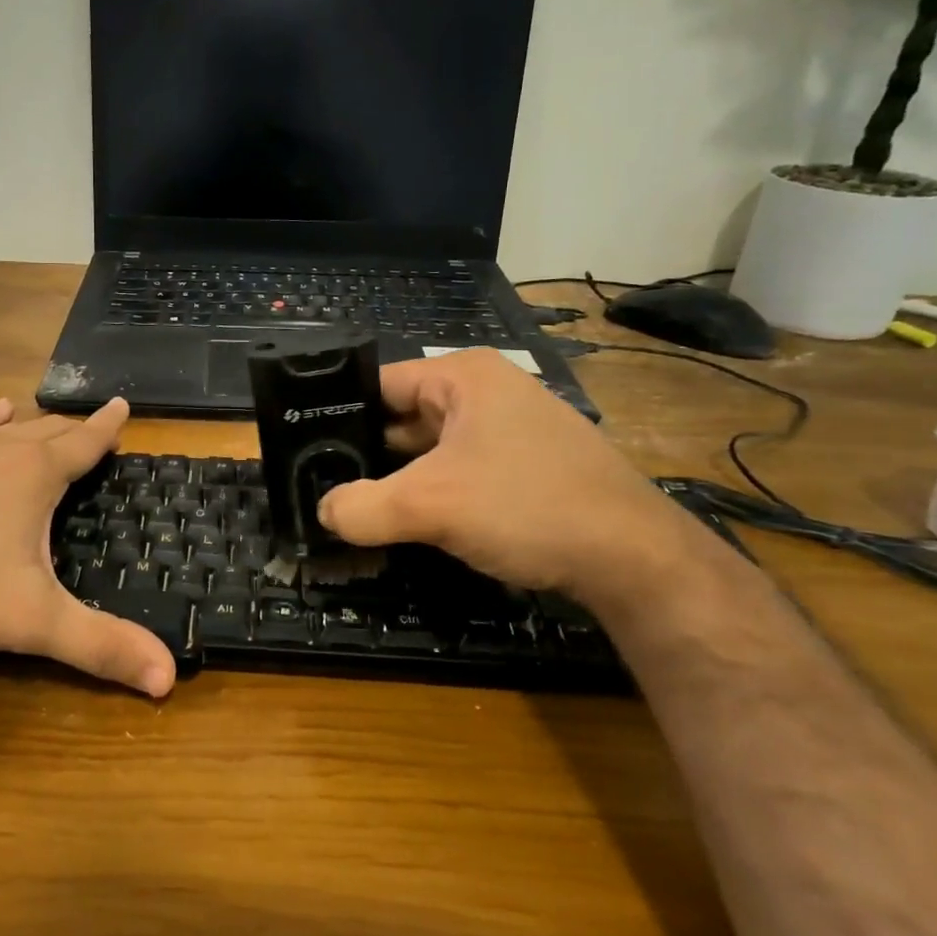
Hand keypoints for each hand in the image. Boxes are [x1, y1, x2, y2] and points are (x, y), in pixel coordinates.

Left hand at [0, 398, 175, 696]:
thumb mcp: (34, 622)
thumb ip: (101, 646)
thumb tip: (168, 681)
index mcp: (33, 475)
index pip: (83, 443)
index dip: (106, 427)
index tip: (122, 406)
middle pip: (45, 432)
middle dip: (72, 430)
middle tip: (91, 427)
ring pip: (2, 430)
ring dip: (28, 426)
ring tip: (42, 416)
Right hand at [316, 350, 695, 604]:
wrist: (635, 559)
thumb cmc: (528, 506)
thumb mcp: (430, 505)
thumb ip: (362, 507)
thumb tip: (323, 514)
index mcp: (462, 376)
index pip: (377, 383)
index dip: (335, 415)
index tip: (301, 450)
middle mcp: (484, 392)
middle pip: (400, 417)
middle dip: (363, 452)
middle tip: (318, 485)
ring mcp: (506, 430)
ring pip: (426, 449)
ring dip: (395, 478)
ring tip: (350, 507)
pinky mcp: (520, 466)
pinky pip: (455, 471)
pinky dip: (427, 493)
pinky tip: (402, 521)